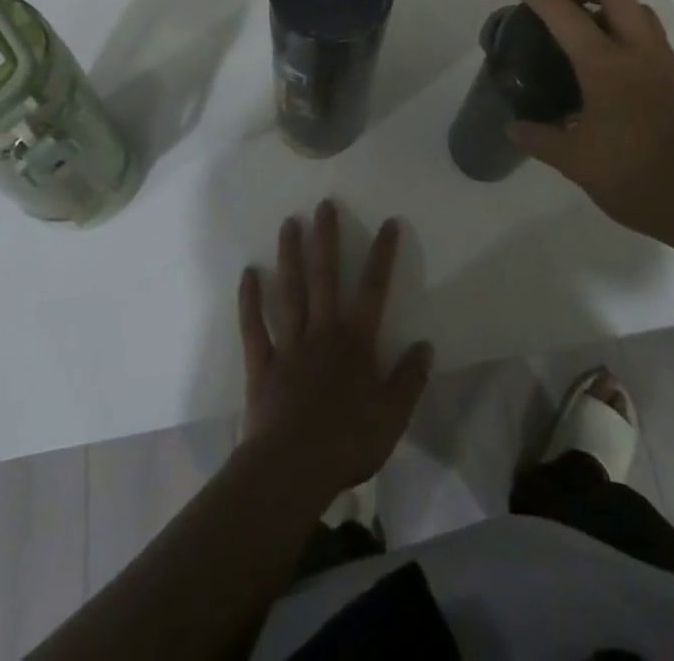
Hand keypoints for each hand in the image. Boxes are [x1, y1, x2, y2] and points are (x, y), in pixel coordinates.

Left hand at [237, 201, 432, 497]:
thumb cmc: (348, 441)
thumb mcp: (393, 415)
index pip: (374, 289)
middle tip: (324, 205)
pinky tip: (248, 274)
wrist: (293, 470)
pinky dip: (250, 300)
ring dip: (289, 255)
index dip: (383, 255)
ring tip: (289, 223)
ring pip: (289, 291)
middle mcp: (322, 331)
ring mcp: (289, 344)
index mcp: (356, 341)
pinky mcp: (262, 364)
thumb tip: (425, 345)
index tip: (388, 223)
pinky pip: (254, 326)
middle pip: (324, 276)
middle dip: (326, 238)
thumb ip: (409, 378)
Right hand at [508, 0, 673, 239]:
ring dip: (612, 7)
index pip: (565, 14)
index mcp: (606, 66)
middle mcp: (639, 53)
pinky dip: (631, 36)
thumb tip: (514, 128)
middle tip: (563, 4)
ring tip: (590, 31)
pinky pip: (655, 40)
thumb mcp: (577, 163)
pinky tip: (617, 72)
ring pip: (641, 12)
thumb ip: (541, 140)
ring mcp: (667, 64)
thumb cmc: (636, 177)